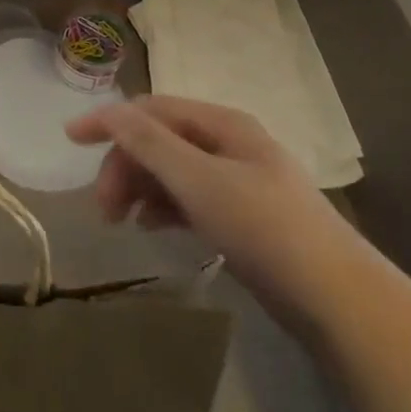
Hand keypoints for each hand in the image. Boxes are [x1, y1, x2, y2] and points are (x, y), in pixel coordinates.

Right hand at [65, 96, 368, 331]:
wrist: (340, 302)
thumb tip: (108, 111)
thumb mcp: (199, 181)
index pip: (151, 109)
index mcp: (222, 123)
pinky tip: (152, 227)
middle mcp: (229, 143)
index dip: (110, 120)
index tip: (70, 139)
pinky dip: (164, 207)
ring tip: (122, 221)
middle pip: (159, 140)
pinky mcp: (243, 216)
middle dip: (125, 166)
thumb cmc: (265, 229)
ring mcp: (238, 181)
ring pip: (172, 171)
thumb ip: (150, 143)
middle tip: (104, 208)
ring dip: (141, 187)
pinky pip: (189, 198)